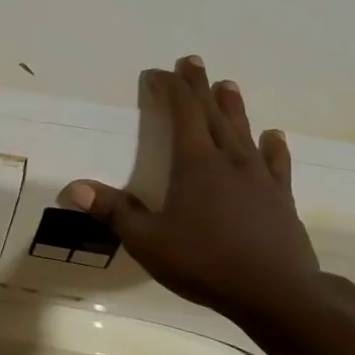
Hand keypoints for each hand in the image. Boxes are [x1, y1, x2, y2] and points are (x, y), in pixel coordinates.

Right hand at [64, 56, 344, 318]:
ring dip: (232, 106)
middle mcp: (228, 160)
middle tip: (192, 62)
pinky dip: (272, 147)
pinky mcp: (280, 198)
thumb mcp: (148, 241)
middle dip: (198, 86)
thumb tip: (74, 187)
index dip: (169, 89)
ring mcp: (259, 177)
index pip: (181, 112)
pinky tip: (273, 136)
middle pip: (212, 113)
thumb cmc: (205, 262)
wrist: (276, 293)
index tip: (157, 73)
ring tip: (228, 85)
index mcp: (195, 164)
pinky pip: (276, 163)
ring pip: (243, 131)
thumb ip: (114, 212)